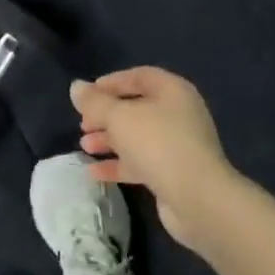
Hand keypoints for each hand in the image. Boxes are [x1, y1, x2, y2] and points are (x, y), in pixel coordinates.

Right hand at [72, 67, 235, 246]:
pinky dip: (118, 164)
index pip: (139, 76)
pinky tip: (93, 172)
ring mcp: (177, 145)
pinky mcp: (173, 174)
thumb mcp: (119, 117)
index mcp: (172, 91)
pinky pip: (141, 162)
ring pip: (137, 136)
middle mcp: (178, 114)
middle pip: (136, 108)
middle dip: (106, 115)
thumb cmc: (158, 144)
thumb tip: (76, 86)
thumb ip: (95, 102)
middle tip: (83, 123)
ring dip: (109, 140)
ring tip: (85, 146)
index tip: (87, 94)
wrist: (198, 198)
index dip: (112, 82)